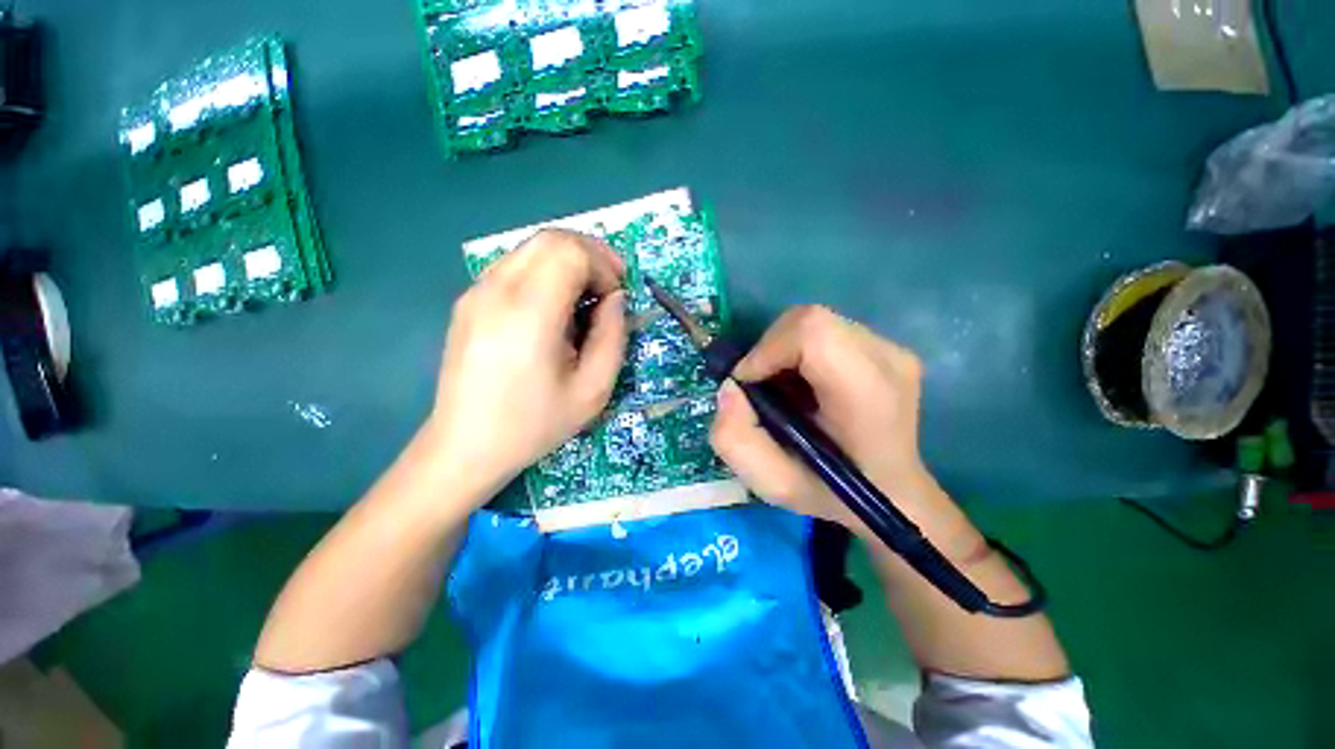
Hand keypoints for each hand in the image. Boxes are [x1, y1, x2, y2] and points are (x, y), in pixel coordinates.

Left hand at [425, 229, 626, 496]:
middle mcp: (495, 291)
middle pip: (551, 238)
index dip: (603, 265)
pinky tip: (555, 307)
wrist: (464, 447)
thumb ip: (613, 336)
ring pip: (532, 247)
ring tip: (586, 297)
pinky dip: (546, 272)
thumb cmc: (534, 424)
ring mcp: (476, 292)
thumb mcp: (593, 390)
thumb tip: (615, 299)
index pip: (569, 251)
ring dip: (569, 261)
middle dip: (590, 254)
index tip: (616, 297)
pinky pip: (515, 265)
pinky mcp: (468, 300)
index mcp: (527, 314)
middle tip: (610, 287)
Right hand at [711, 306, 959, 543]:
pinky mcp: (886, 347)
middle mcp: (887, 359)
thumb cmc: (836, 494)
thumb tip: (730, 388)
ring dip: (782, 350)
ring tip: (782, 389)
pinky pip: (826, 331)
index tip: (747, 384)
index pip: (812, 332)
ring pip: (814, 322)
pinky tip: (802, 384)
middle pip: (809, 320)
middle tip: (760, 387)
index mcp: (868, 393)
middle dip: (769, 349)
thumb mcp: (773, 484)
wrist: (893, 495)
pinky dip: (799, 351)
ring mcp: (892, 349)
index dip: (767, 350)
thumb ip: (735, 439)